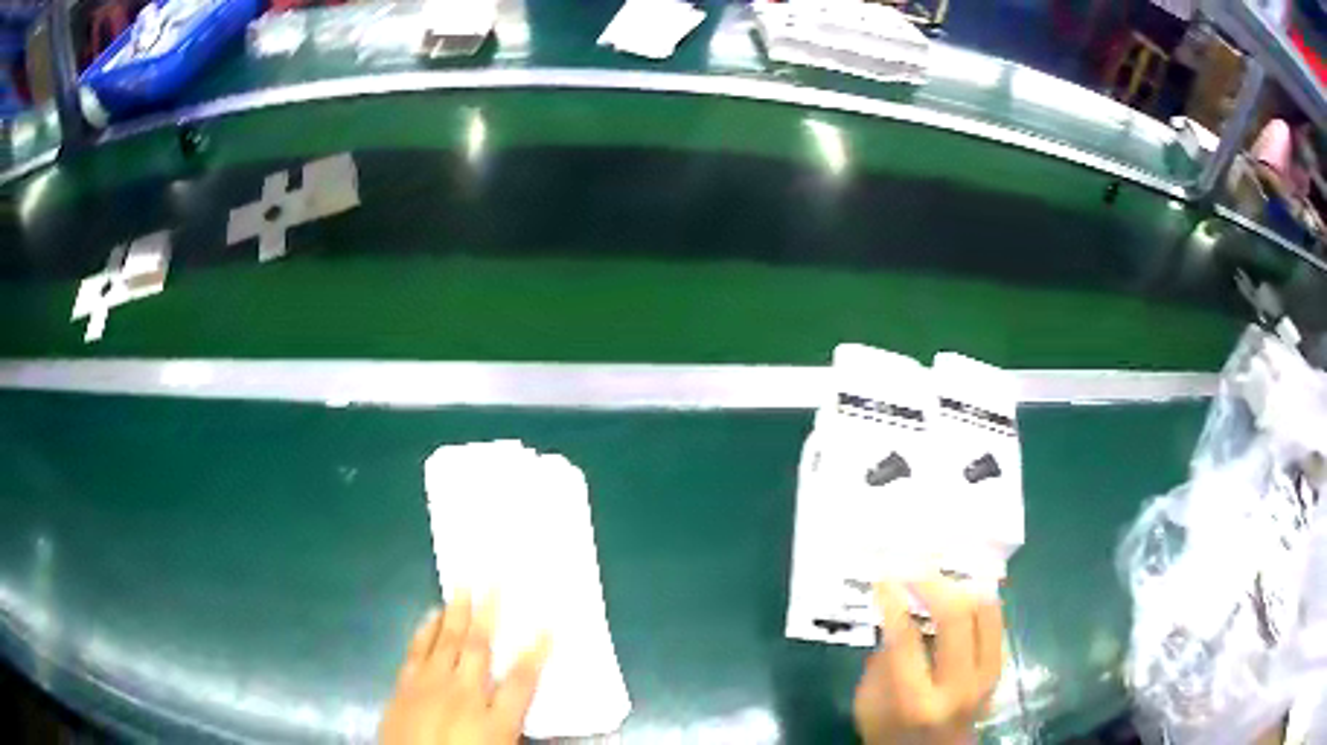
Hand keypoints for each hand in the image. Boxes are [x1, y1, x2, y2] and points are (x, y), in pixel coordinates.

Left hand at [379, 592, 550, 744]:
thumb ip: (515, 727)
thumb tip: (536, 711)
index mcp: (494, 719)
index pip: (522, 680)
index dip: (538, 651)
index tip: (549, 624)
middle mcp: (462, 695)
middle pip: (479, 648)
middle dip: (490, 612)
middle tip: (496, 578)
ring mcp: (429, 687)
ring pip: (446, 641)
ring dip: (457, 611)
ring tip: (464, 583)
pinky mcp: (404, 687)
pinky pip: (416, 651)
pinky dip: (425, 630)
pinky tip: (430, 615)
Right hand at [852, 579, 1003, 744]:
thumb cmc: (890, 733)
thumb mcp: (868, 705)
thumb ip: (881, 662)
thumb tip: (897, 613)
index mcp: (915, 701)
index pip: (906, 639)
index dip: (894, 601)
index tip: (884, 578)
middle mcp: (956, 687)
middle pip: (957, 617)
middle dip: (933, 583)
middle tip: (914, 567)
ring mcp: (984, 678)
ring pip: (986, 611)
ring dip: (962, 586)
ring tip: (939, 575)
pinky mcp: (998, 671)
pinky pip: (995, 622)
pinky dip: (978, 601)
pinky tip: (961, 592)